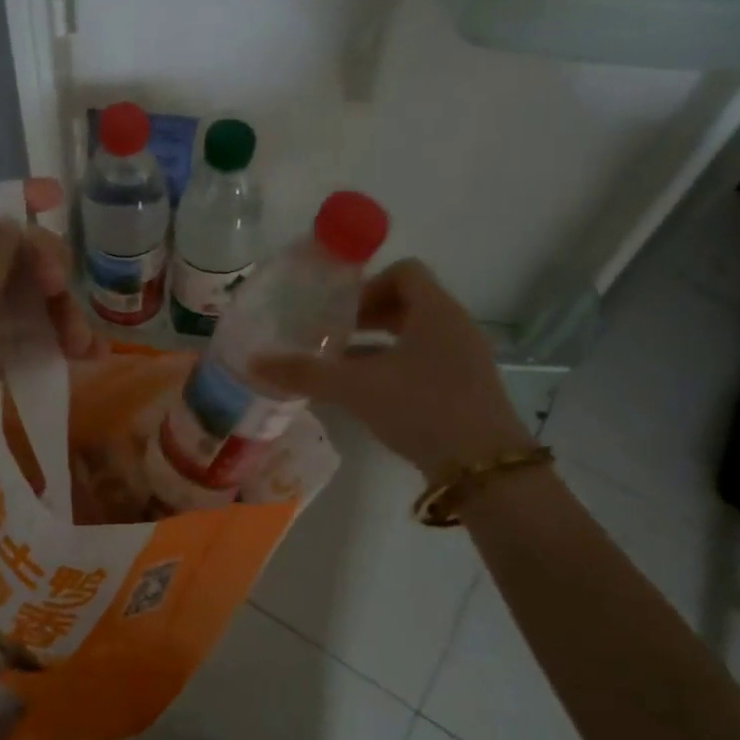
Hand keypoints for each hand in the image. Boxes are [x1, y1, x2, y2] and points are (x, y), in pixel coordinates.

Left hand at [0, 180, 95, 656]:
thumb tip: (10, 222)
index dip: (1, 198)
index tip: (55, 203)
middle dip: (35, 263)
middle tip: (65, 289)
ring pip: (11, 290)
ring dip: (53, 306)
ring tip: (82, 341)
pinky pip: (17, 330)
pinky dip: (49, 336)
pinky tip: (81, 354)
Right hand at [251, 259, 533, 482]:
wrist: (485, 468)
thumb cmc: (422, 408)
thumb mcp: (357, 388)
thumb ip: (306, 373)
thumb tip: (254, 362)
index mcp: (436, 311)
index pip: (405, 271)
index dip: (369, 285)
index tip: (341, 313)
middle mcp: (455, 326)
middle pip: (409, 303)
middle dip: (367, 317)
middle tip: (333, 337)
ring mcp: (465, 359)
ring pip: (417, 336)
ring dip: (379, 345)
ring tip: (343, 368)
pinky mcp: (467, 389)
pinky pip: (426, 362)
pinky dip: (396, 368)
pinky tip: (370, 396)